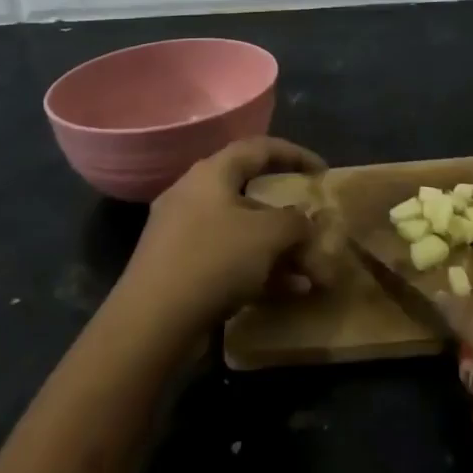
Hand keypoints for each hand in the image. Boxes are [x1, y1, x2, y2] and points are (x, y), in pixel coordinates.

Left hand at [118, 137, 326, 333]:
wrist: (150, 323)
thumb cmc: (213, 260)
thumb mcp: (268, 235)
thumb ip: (295, 222)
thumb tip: (305, 223)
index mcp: (212, 172)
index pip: (260, 148)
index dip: (295, 155)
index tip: (323, 172)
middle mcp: (194, 194)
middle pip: (251, 194)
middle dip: (289, 216)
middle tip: (314, 228)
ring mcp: (183, 233)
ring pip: (241, 231)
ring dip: (278, 249)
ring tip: (310, 273)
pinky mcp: (179, 269)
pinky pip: (227, 259)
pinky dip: (258, 270)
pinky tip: (288, 292)